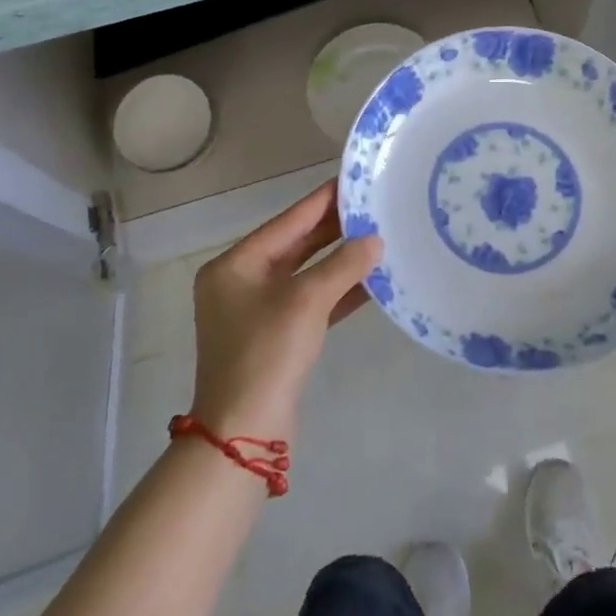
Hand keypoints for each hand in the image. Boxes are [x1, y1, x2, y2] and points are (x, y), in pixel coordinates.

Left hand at [189, 180, 381, 444]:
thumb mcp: (307, 301)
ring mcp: (258, 311)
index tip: (353, 181)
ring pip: (307, 274)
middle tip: (373, 207)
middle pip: (297, 245)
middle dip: (335, 230)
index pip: (288, 221)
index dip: (322, 201)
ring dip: (341, 260)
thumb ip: (343, 264)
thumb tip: (375, 240)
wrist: (243, 434)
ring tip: (380, 237)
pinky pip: (312, 302)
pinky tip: (372, 281)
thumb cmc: (267, 353)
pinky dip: (338, 291)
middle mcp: (242, 282)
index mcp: (236, 265)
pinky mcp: (277, 337)